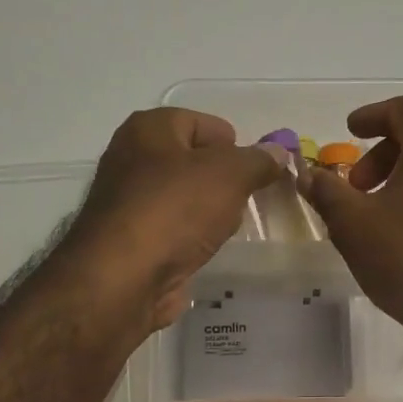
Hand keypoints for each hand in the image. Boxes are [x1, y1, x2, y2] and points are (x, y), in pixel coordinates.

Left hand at [64, 108, 280, 329]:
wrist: (124, 278)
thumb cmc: (175, 210)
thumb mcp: (230, 175)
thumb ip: (258, 161)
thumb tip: (278, 153)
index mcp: (149, 129)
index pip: (204, 124)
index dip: (235, 146)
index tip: (257, 174)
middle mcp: (132, 158)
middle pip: (193, 162)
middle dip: (224, 181)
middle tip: (245, 202)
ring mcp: (129, 202)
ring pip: (184, 198)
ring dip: (209, 212)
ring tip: (226, 229)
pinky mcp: (132, 241)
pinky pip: (174, 229)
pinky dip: (192, 238)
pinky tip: (204, 250)